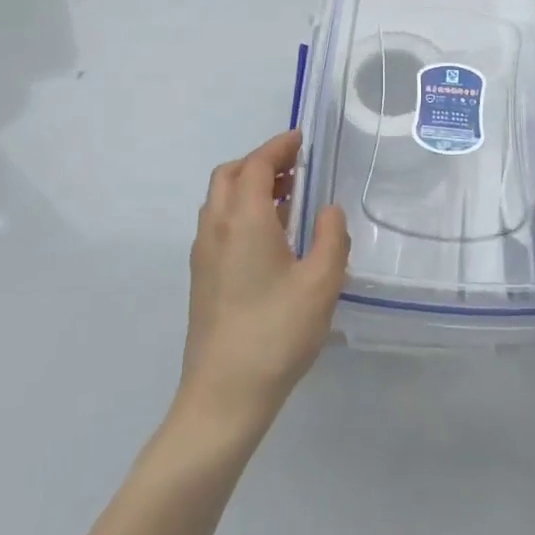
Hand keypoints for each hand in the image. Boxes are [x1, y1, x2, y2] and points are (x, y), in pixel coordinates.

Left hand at [180, 130, 349, 430]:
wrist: (223, 395)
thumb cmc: (276, 333)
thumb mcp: (321, 283)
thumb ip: (332, 237)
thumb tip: (328, 210)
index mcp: (244, 221)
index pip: (256, 166)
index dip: (278, 147)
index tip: (300, 139)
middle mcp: (216, 228)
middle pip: (230, 176)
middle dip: (260, 162)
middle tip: (295, 168)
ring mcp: (204, 254)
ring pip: (220, 201)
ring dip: (249, 187)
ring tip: (288, 198)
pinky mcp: (202, 278)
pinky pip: (219, 224)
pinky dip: (242, 211)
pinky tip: (271, 237)